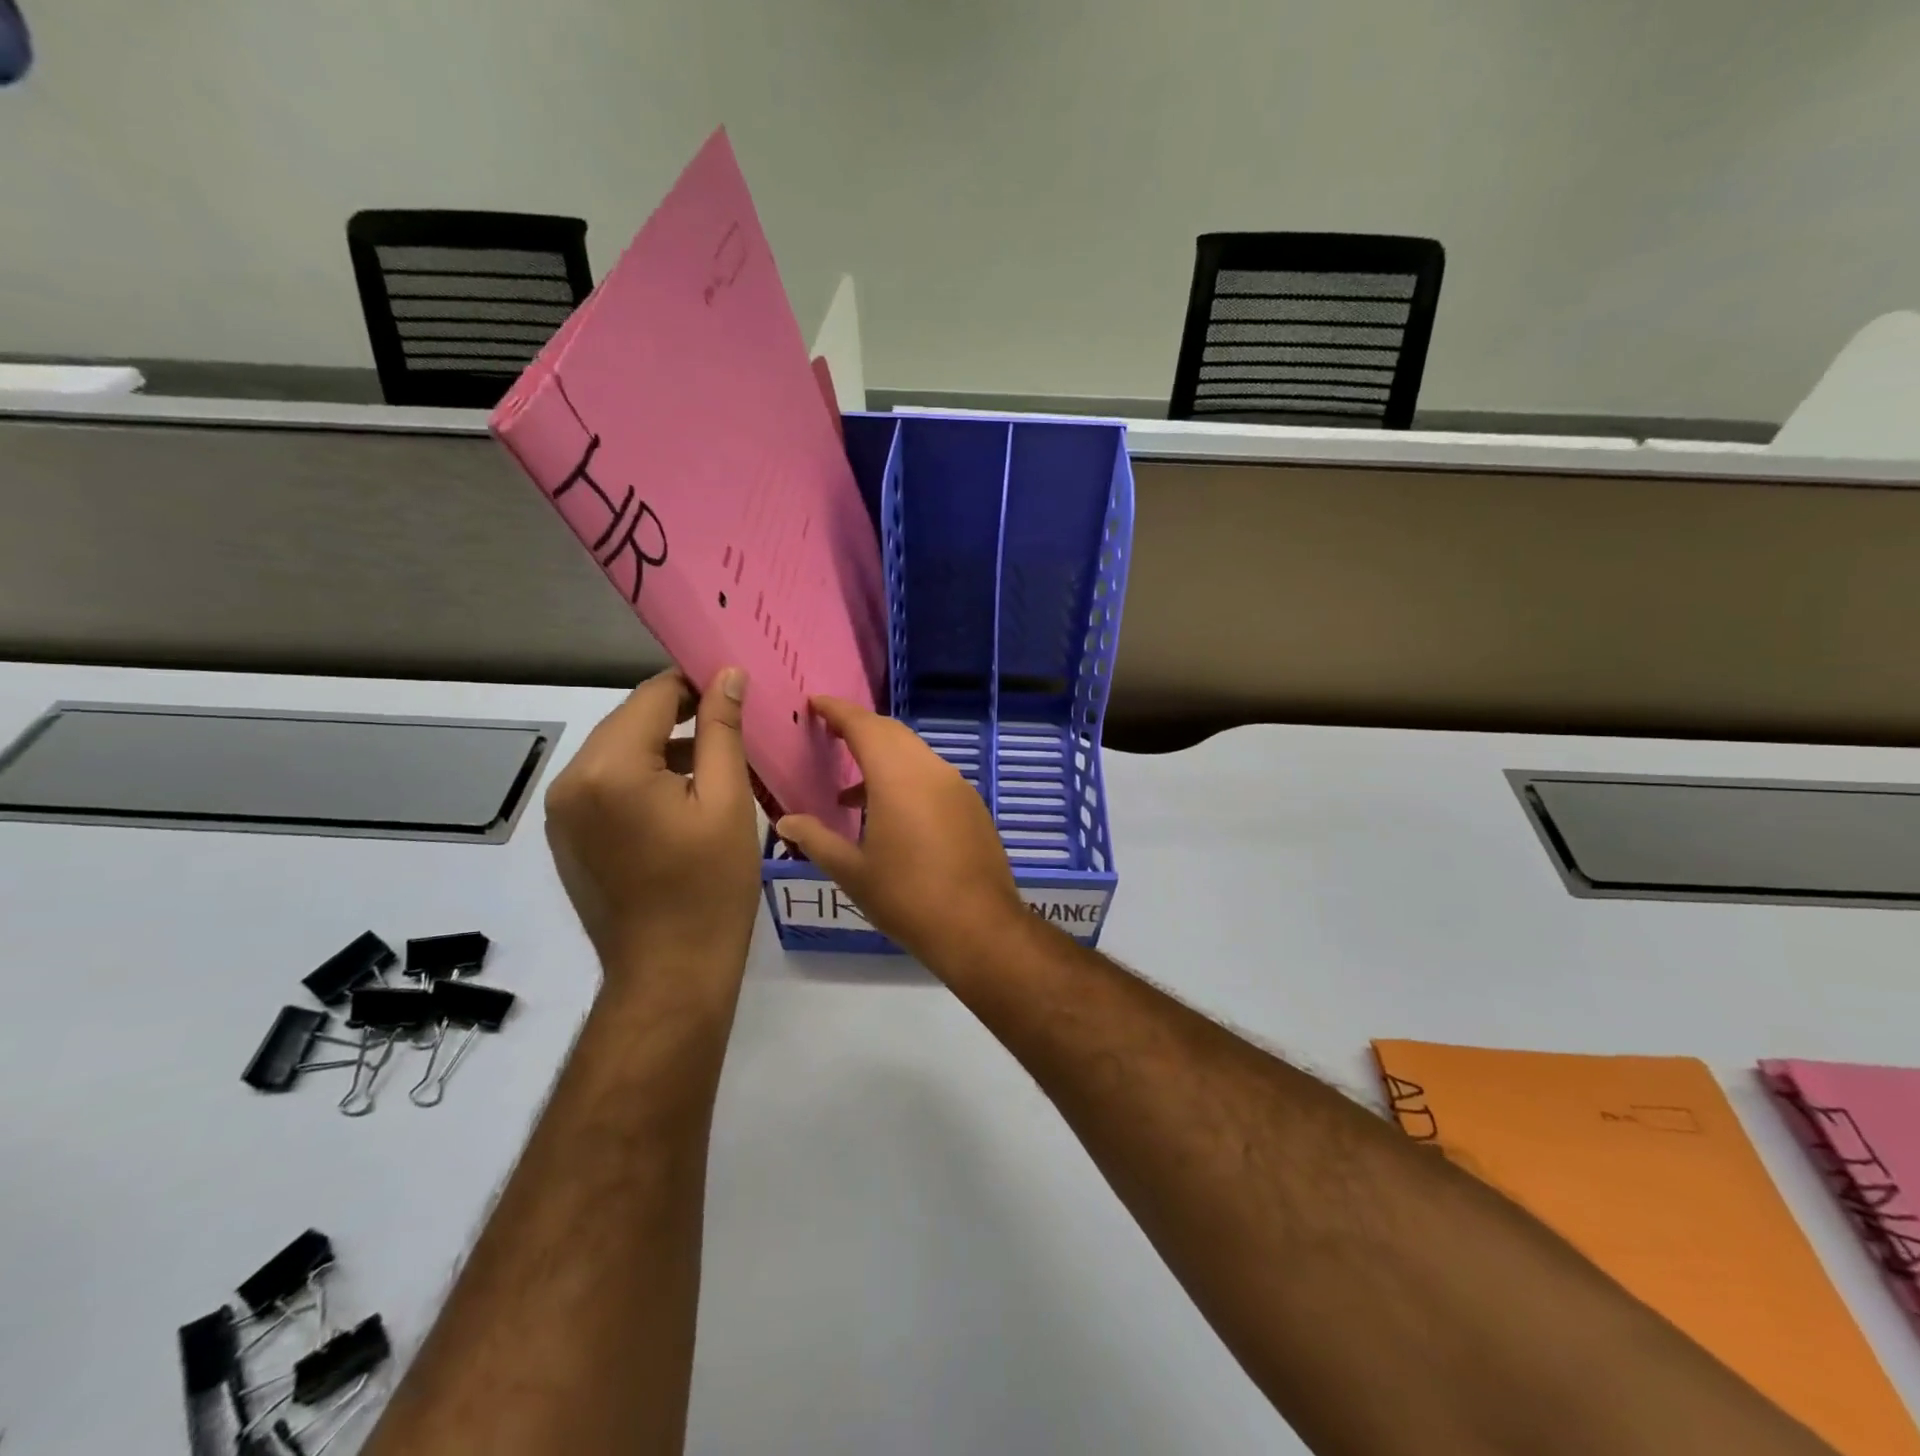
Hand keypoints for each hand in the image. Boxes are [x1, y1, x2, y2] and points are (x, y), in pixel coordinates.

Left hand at [545, 668, 760, 1003]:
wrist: (669, 972)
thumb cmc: (711, 886)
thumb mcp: (729, 801)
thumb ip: (722, 730)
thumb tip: (726, 675)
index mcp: (610, 768)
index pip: (653, 696)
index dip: (696, 685)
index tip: (735, 692)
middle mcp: (571, 781)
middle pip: (630, 721)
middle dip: (679, 716)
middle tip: (731, 728)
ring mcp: (561, 812)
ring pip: (617, 752)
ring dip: (661, 749)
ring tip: (713, 767)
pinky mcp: (566, 836)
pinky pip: (605, 785)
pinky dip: (641, 778)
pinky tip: (679, 801)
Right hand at [773, 697, 1027, 970]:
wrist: (978, 927)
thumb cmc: (907, 898)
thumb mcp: (852, 872)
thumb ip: (816, 839)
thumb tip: (784, 820)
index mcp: (898, 777)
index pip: (864, 726)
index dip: (838, 711)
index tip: (815, 702)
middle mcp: (931, 770)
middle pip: (892, 733)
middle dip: (860, 728)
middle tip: (830, 734)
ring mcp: (957, 787)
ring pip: (914, 754)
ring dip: (882, 759)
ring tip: (849, 794)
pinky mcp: (971, 806)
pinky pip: (932, 776)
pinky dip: (906, 778)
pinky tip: (889, 815)